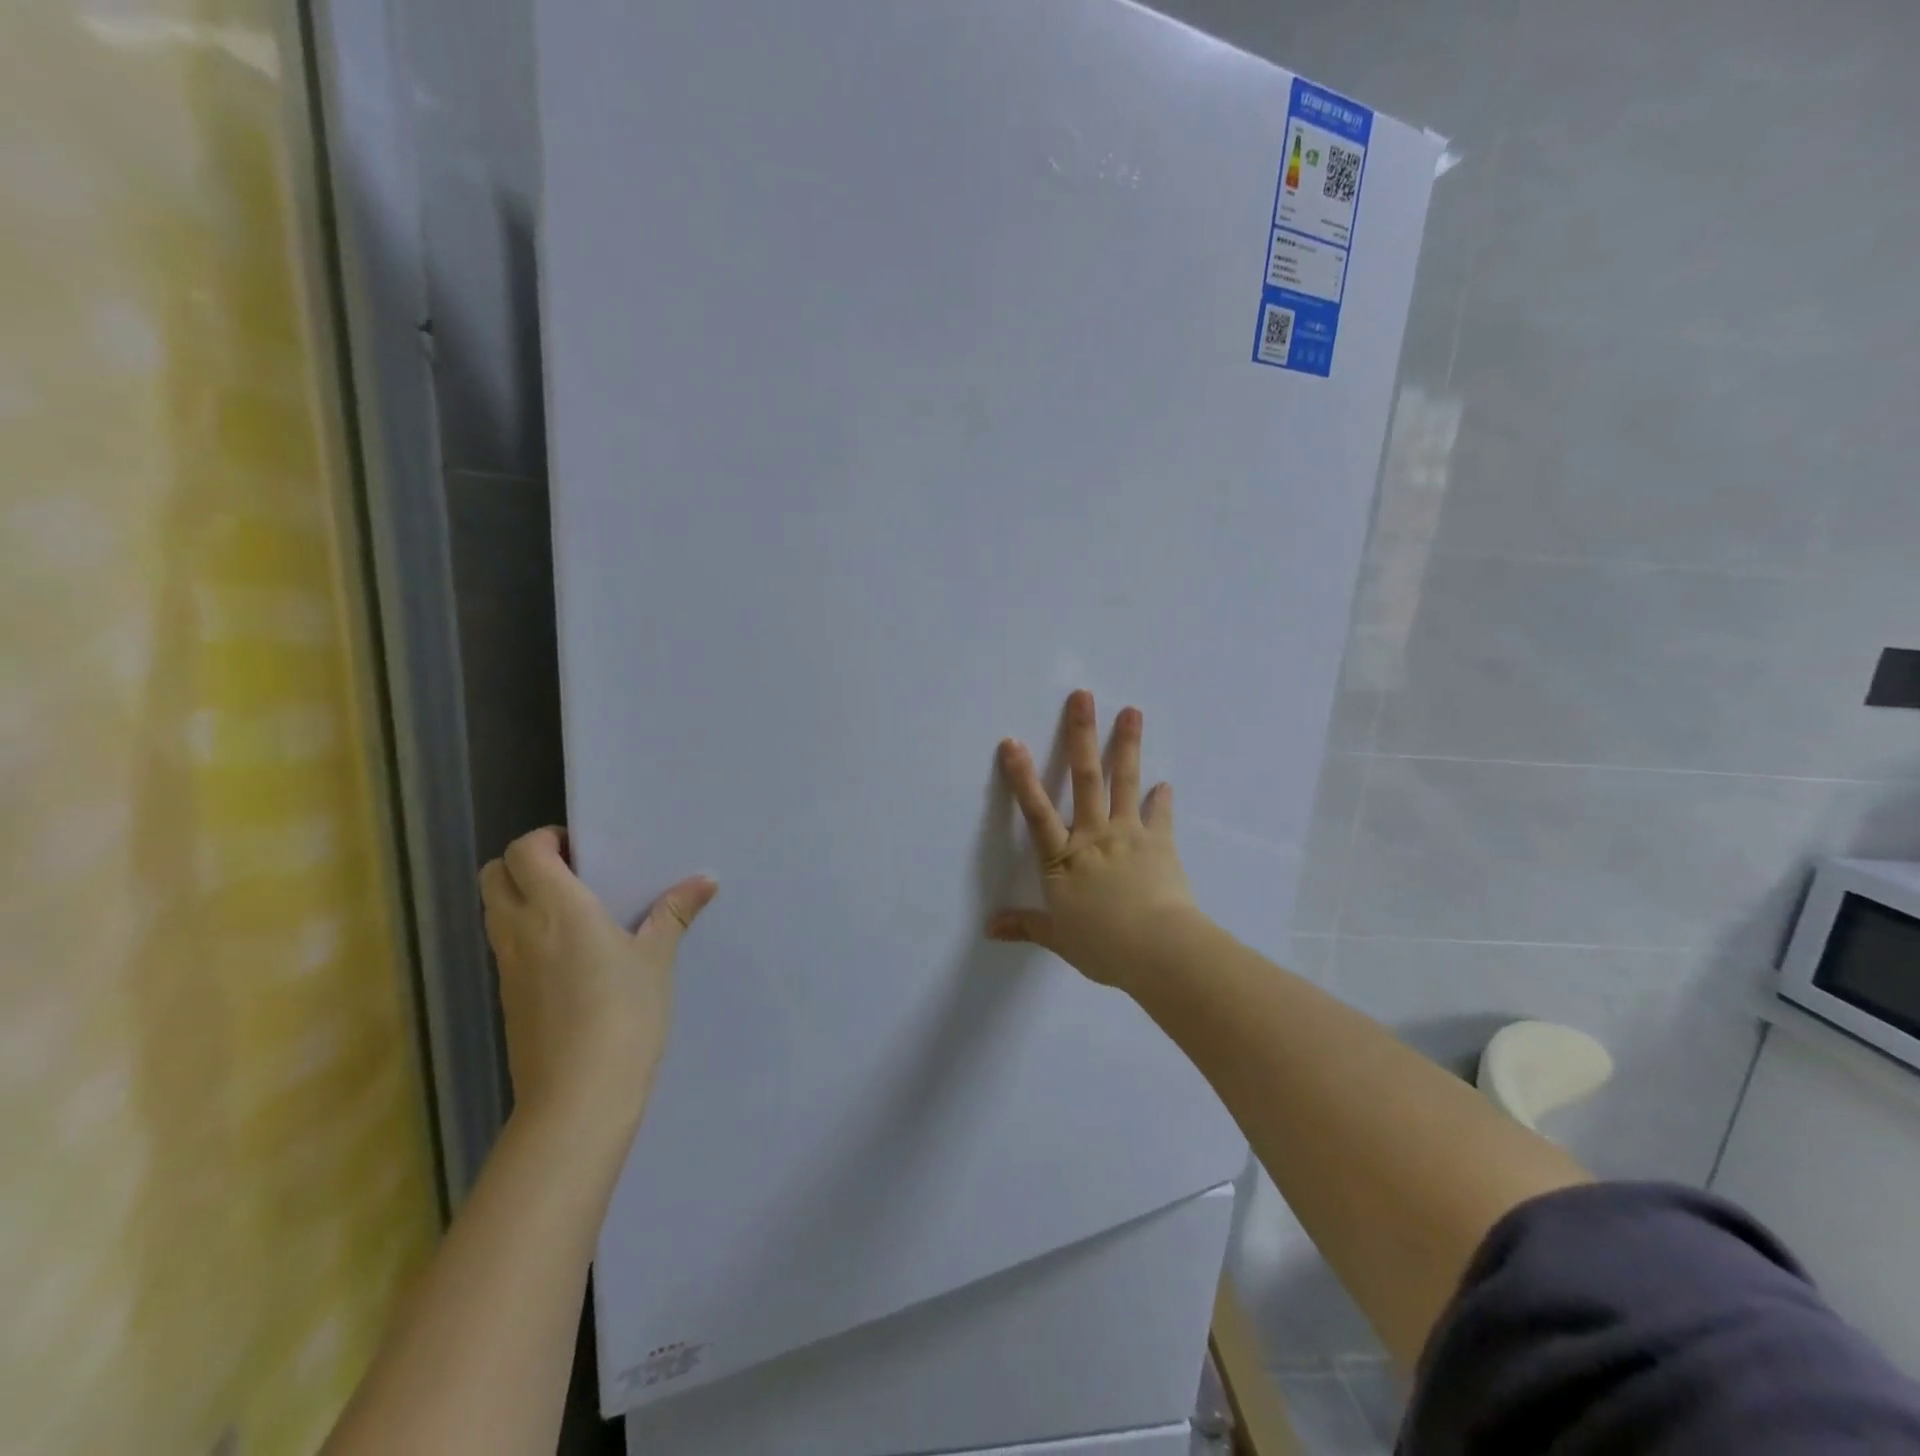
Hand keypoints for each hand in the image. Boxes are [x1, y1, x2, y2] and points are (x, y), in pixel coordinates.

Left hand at [479, 828, 716, 1146]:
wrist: (578, 1097)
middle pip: (493, 875)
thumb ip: (674, 913)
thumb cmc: (624, 1015)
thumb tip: (706, 879)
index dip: (545, 840)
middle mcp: (521, 930)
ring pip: (493, 911)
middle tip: (573, 873)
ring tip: (574, 912)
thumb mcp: (656, 960)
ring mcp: (508, 966)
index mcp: (557, 909)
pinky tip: (569, 955)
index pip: (523, 852)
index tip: (582, 850)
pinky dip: (524, 933)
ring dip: (520, 897)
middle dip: (524, 864)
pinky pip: (504, 945)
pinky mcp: (507, 997)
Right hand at [988, 690, 1201, 991]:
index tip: (1012, 742)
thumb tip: (989, 928)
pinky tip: (1166, 783)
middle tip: (1083, 696)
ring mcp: (1128, 835)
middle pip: (1085, 778)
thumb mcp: (1058, 938)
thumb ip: (1026, 926)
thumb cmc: (1103, 945)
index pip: (1035, 811)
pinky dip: (1161, 800)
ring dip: (1127, 744)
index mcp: (1063, 859)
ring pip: (1124, 782)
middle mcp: (1093, 836)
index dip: (1022, 776)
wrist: (1158, 948)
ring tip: (1132, 711)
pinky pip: (1159, 816)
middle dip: (1080, 735)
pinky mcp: (1160, 844)